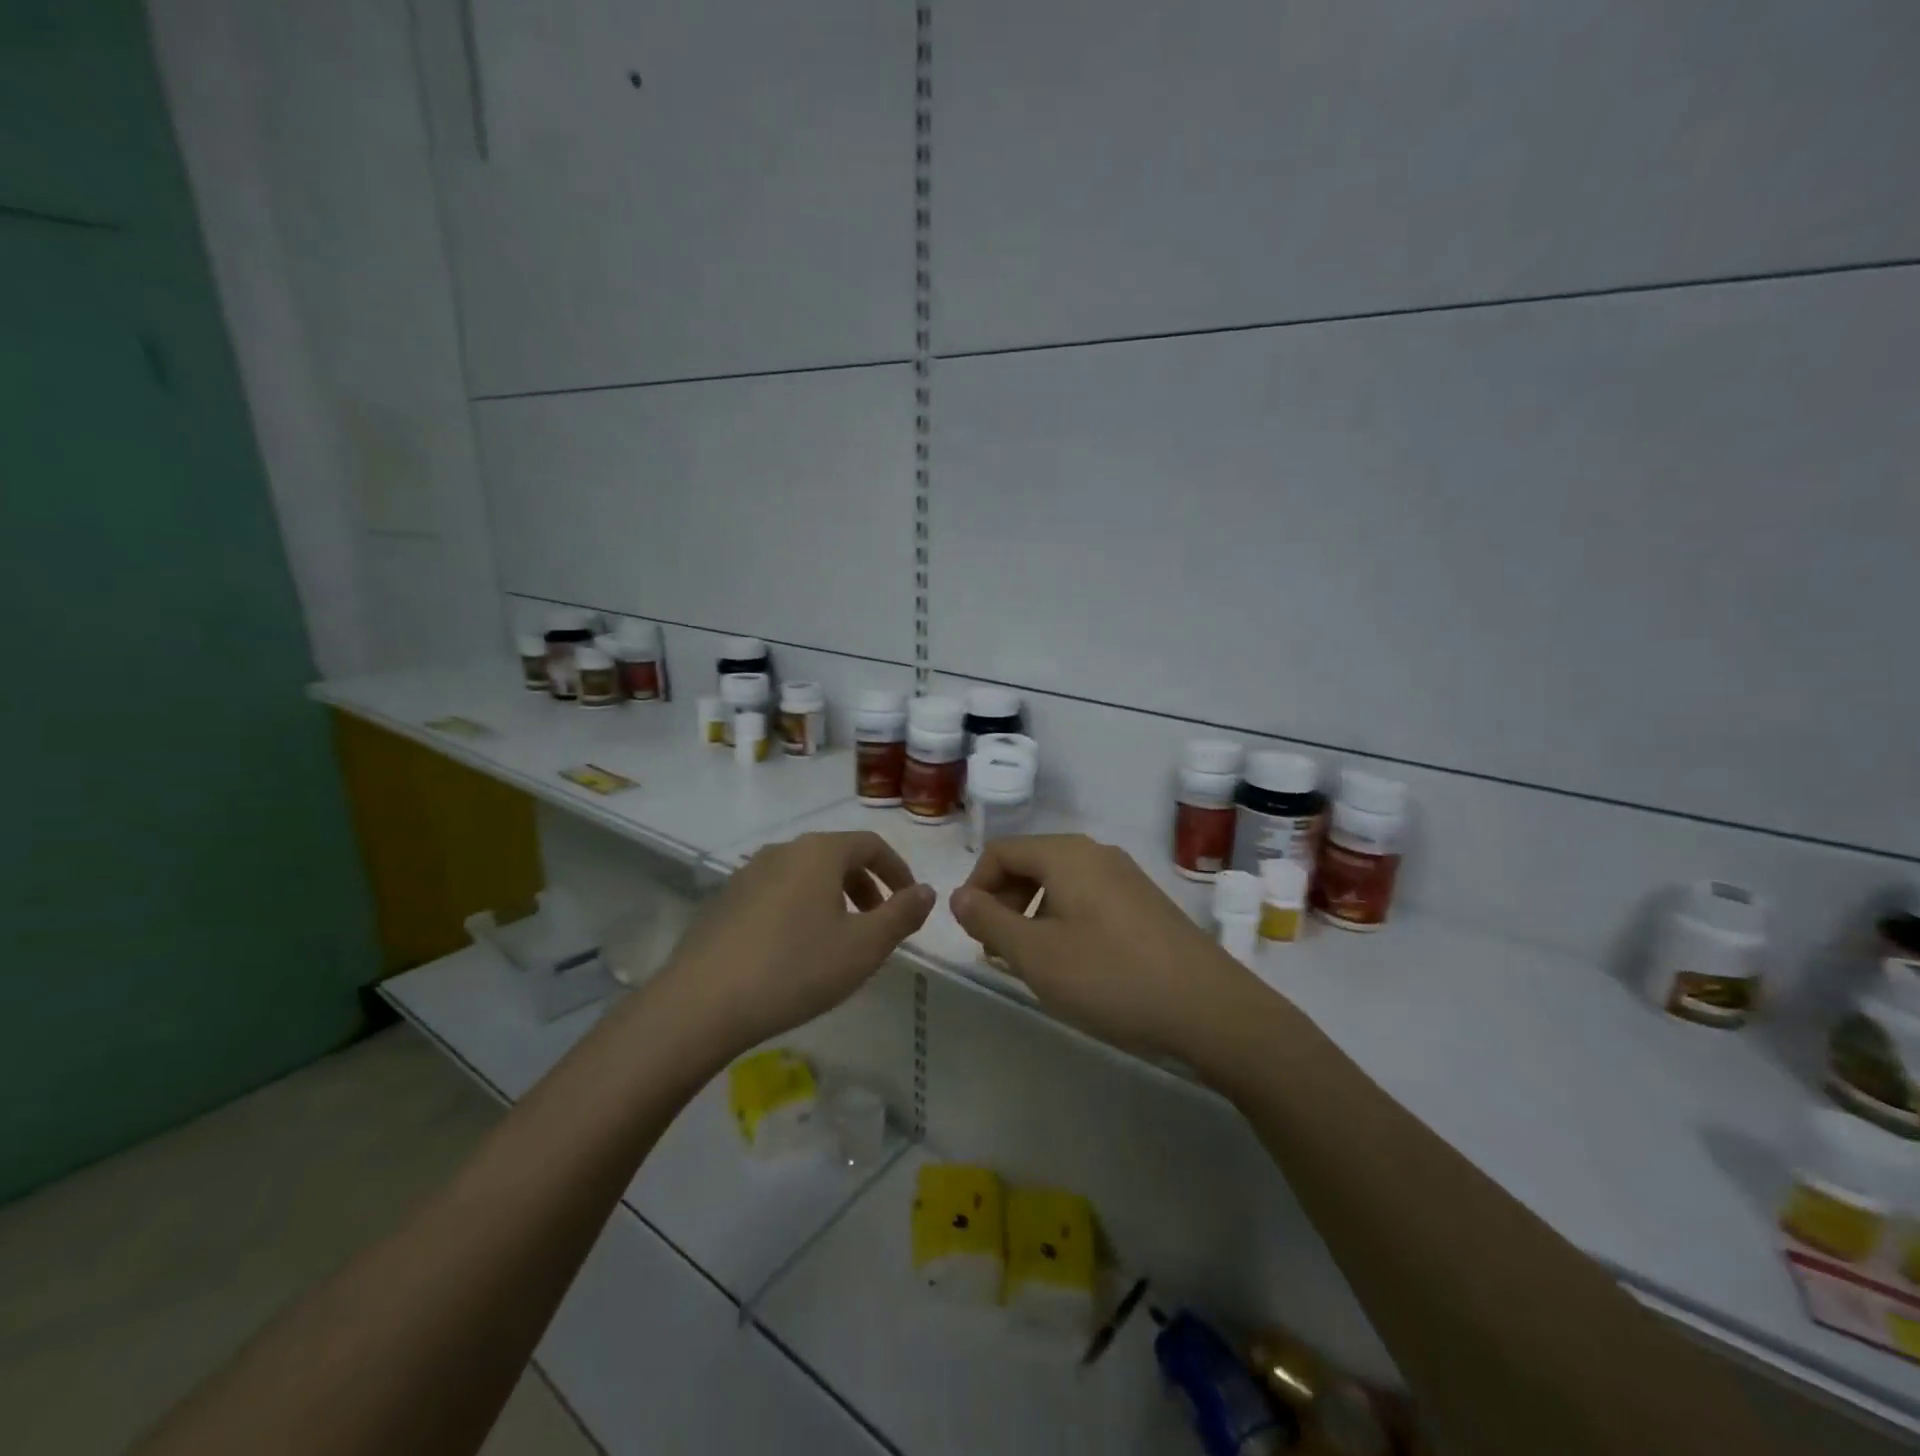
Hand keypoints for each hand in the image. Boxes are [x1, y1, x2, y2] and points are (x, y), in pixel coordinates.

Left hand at [656, 831, 934, 1051]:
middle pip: (837, 856)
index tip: (910, 902)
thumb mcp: (863, 947)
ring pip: (805, 875)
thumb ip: (902, 914)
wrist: (702, 1003)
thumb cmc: (795, 968)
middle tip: (878, 923)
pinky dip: (800, 909)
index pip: (871, 844)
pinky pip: (777, 893)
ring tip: (839, 939)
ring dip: (833, 899)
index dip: (898, 870)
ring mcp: (748, 873)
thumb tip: (926, 891)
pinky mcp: (725, 900)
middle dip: (866, 886)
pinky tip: (794, 951)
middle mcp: (783, 851)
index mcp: (819, 852)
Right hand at [949, 834, 1263, 1059]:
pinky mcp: (1144, 902)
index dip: (975, 887)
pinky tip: (1073, 963)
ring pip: (1059, 882)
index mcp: (1066, 855)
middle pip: (1030, 863)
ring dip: (1032, 914)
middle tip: (997, 951)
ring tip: (1031, 962)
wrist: (1209, 1007)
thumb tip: (959, 896)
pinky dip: (1063, 920)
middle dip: (1003, 902)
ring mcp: (1124, 876)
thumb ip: (990, 921)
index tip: (971, 933)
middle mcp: (1095, 853)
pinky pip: (1087, 898)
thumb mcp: (1037, 955)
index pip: (1001, 851)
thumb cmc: (1111, 977)